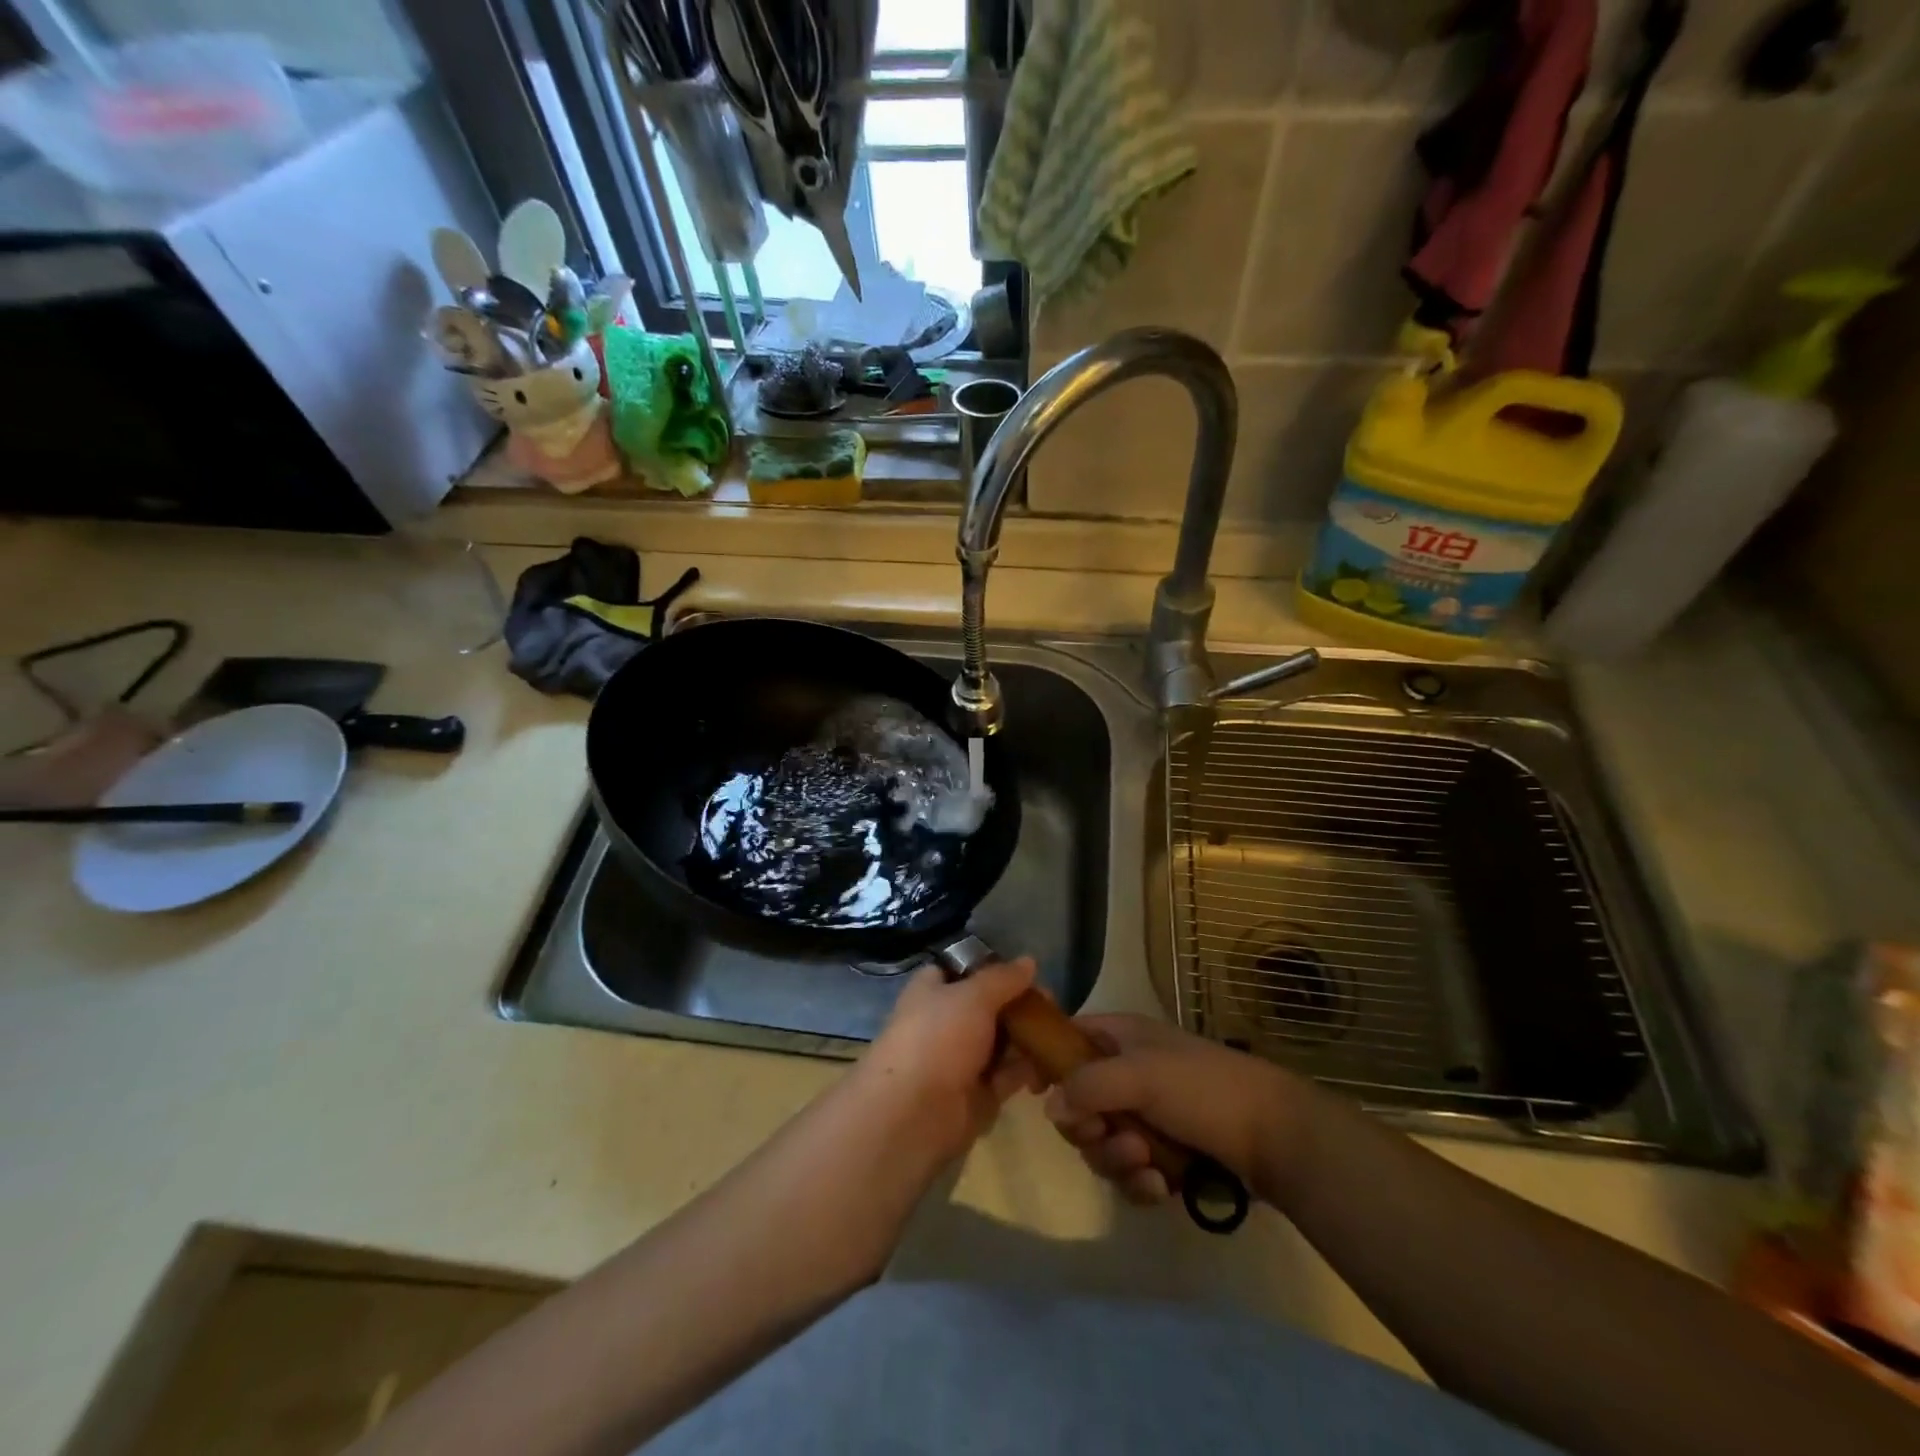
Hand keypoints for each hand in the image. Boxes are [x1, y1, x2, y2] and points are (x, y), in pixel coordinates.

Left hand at [854, 959, 1044, 1164]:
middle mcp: (947, 1021)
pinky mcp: (979, 1093)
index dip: (992, 967)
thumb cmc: (938, 1038)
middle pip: (989, 1006)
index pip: (962, 970)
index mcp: (932, 991)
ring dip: (1029, 1037)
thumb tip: (1029, 961)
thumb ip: (1003, 978)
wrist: (915, 1114)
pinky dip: (1030, 1069)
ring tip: (1061, 1033)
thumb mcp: (972, 996)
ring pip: (1002, 1041)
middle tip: (1052, 1005)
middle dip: (1020, 1005)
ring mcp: (962, 1059)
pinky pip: (1009, 1074)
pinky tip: (1055, 1063)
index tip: (1026, 970)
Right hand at [1044, 1015, 1307, 1206]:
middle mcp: (1127, 1073)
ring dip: (1116, 1159)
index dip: (1048, 1062)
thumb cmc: (1204, 1089)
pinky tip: (1161, 1189)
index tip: (1036, 1092)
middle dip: (1088, 1129)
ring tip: (1147, 1165)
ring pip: (1101, 1142)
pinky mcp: (1164, 1155)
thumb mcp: (1141, 1076)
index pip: (1067, 1039)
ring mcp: (1146, 1115)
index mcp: (1120, 1038)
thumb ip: (1088, 1085)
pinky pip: (1129, 1172)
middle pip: (1077, 1102)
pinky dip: (1139, 1182)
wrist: (1277, 1136)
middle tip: (1106, 1136)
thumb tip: (1049, 1105)